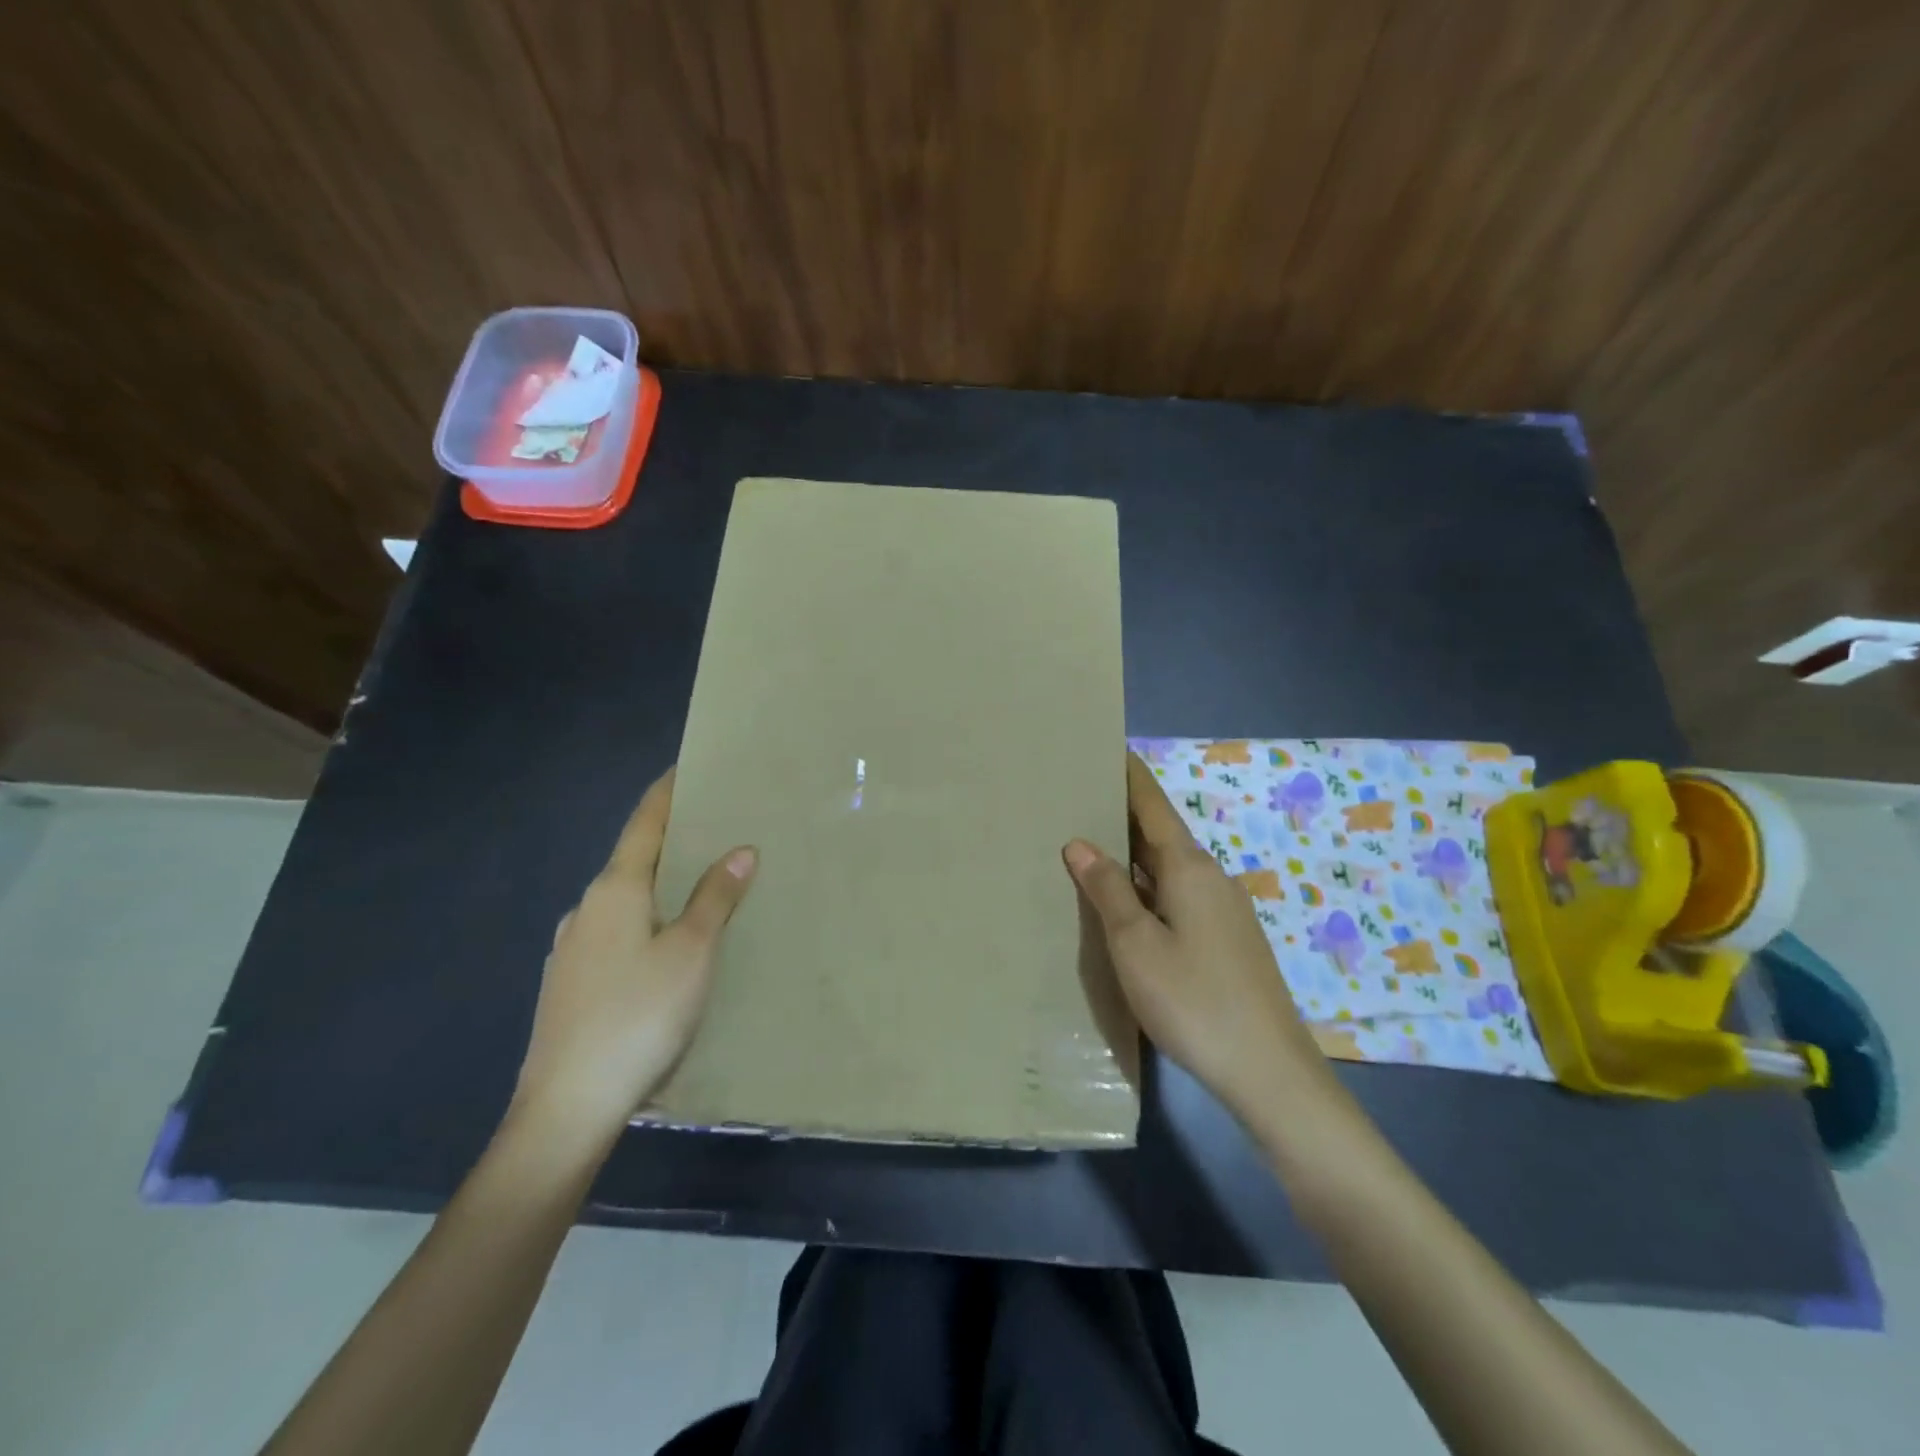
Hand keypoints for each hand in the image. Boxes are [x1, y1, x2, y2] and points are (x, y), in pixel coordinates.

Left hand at [510, 769, 756, 1148]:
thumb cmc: (638, 1016)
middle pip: (633, 859)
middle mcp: (585, 909)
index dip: (666, 793)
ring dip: (657, 885)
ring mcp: (570, 948)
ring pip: (623, 900)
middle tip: (712, 831)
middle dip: (670, 842)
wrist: (567, 1107)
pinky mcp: (568, 983)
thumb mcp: (692, 953)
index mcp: (614, 890)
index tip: (685, 768)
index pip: (644, 824)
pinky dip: (643, 920)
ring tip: (696, 888)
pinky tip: (662, 946)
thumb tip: (740, 851)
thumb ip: (714, 899)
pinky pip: (614, 932)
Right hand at [1064, 753, 1334, 1117]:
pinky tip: (1125, 905)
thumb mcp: (1135, 944)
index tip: (1105, 747)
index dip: (1128, 775)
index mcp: (1188, 867)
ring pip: (1168, 869)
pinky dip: (1146, 887)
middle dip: (1122, 814)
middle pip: (1159, 834)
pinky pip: (1177, 896)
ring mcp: (1223, 910)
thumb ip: (1107, 889)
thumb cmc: (1193, 998)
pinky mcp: (1226, 940)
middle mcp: (1210, 877)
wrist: (1268, 1070)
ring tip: (1088, 848)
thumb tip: (1080, 843)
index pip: (1152, 804)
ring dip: (1132, 855)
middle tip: (1076, 800)